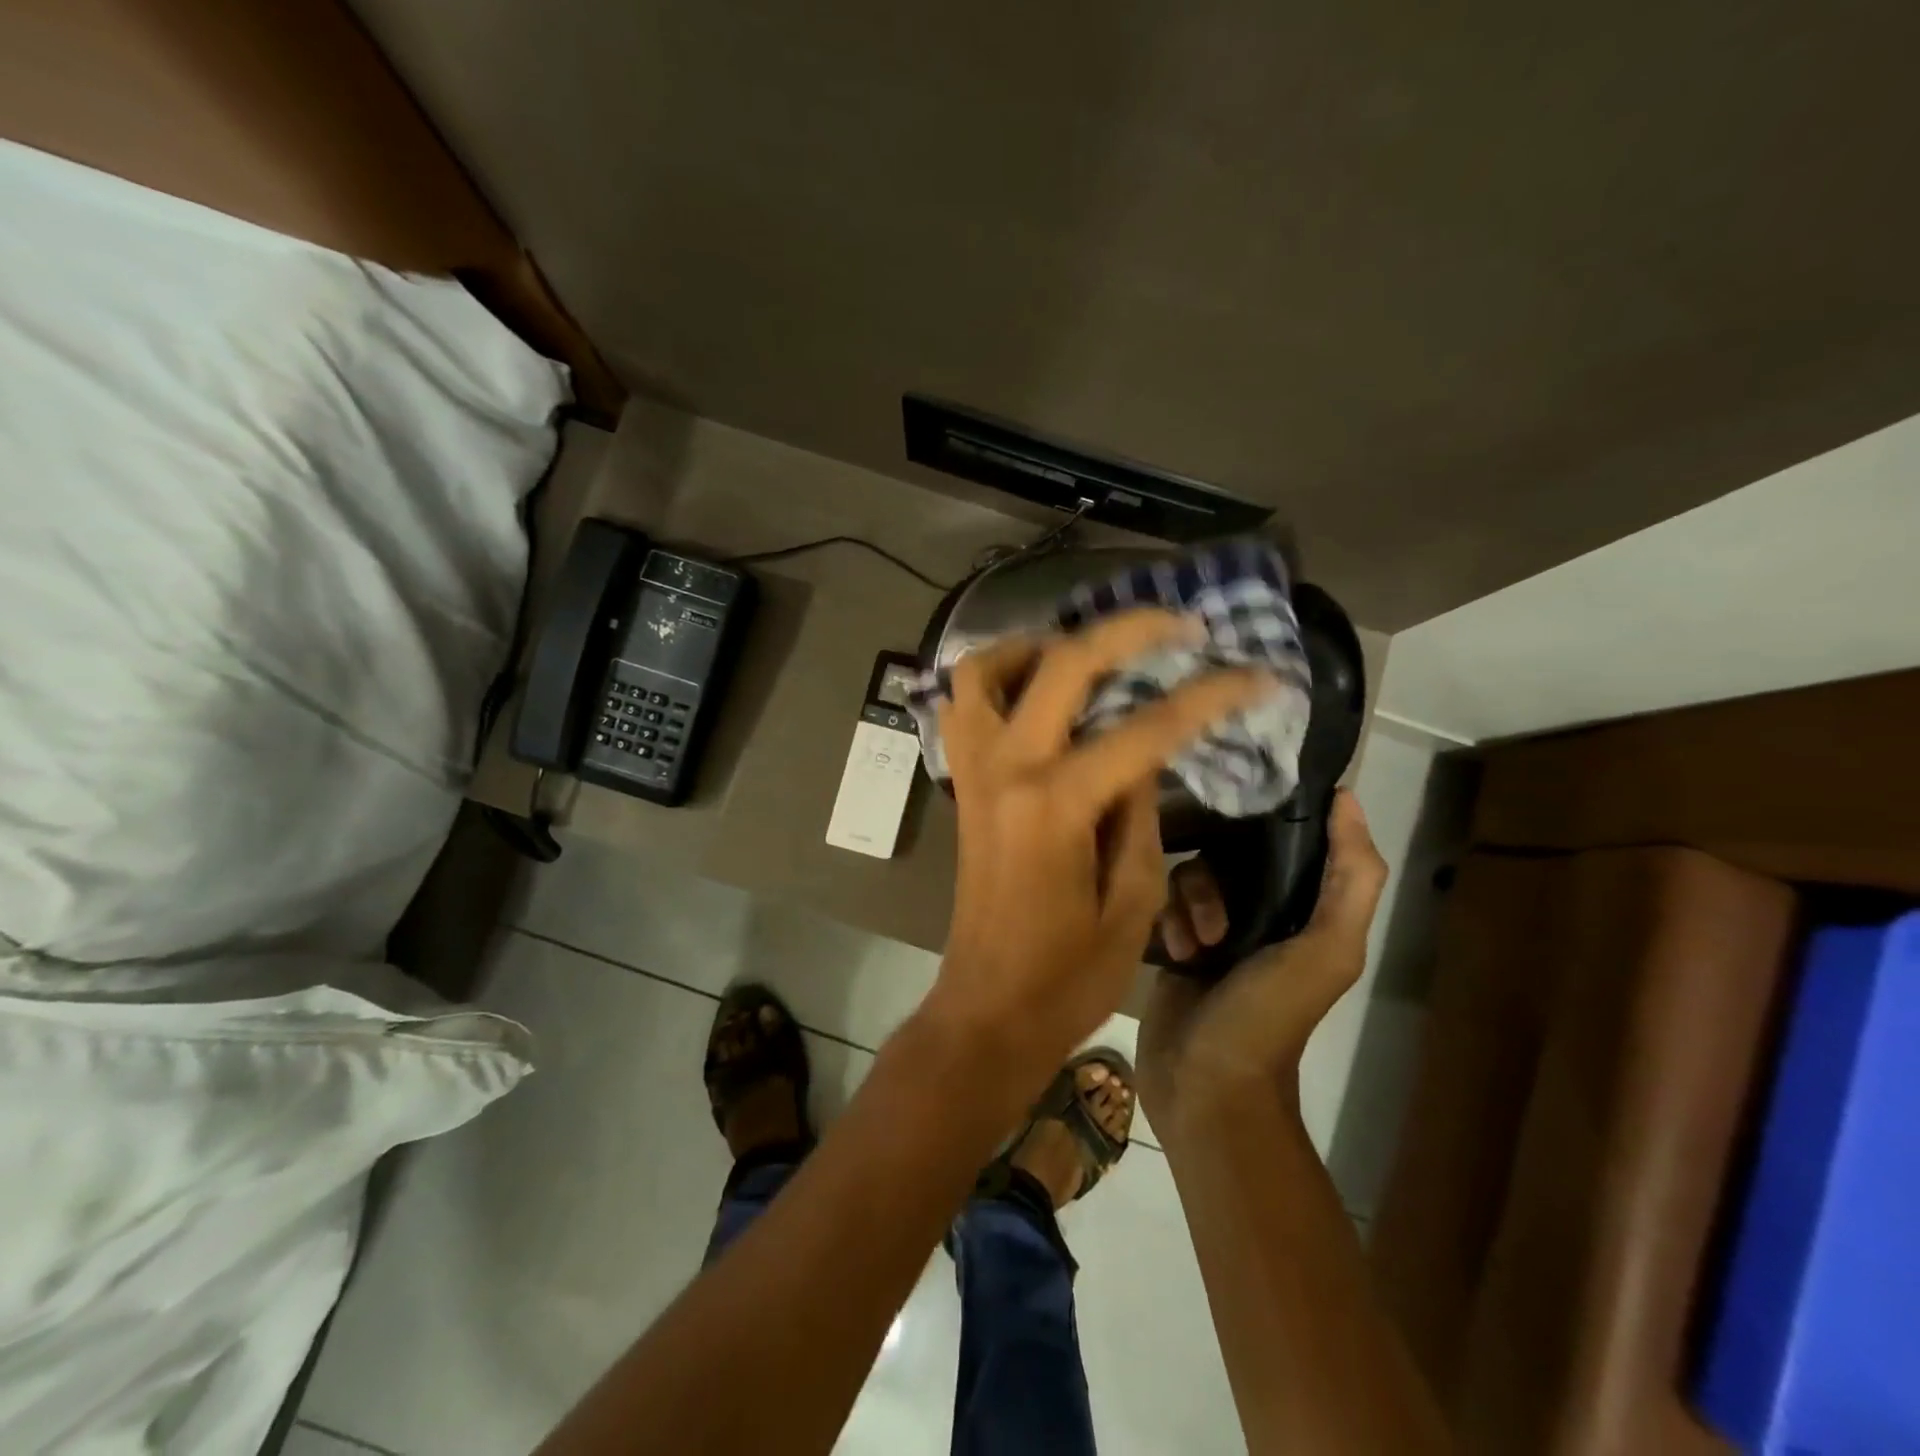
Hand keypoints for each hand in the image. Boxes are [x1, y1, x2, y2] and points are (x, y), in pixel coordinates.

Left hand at [927, 608, 1276, 1077]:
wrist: (988, 1009)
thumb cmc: (1069, 975)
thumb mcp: (1133, 901)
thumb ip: (1141, 812)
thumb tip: (1143, 753)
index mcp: (1057, 804)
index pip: (1147, 727)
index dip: (1211, 696)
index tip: (1259, 675)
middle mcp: (1007, 769)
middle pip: (1063, 663)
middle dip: (1129, 630)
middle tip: (1179, 626)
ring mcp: (975, 772)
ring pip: (987, 670)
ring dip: (1039, 645)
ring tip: (1091, 654)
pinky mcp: (963, 785)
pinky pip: (967, 708)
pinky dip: (1000, 681)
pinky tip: (1041, 694)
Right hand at [1138, 790, 1387, 1133]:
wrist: (1205, 1084)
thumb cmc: (1269, 1016)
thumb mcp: (1328, 950)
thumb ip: (1352, 879)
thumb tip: (1347, 797)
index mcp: (1308, 909)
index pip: (1292, 837)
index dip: (1274, 813)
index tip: (1244, 794)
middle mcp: (1264, 910)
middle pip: (1231, 851)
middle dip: (1218, 877)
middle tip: (1217, 918)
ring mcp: (1215, 925)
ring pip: (1192, 873)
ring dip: (1191, 905)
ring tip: (1196, 945)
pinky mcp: (1176, 939)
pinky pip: (1163, 900)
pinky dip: (1169, 921)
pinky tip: (1174, 952)